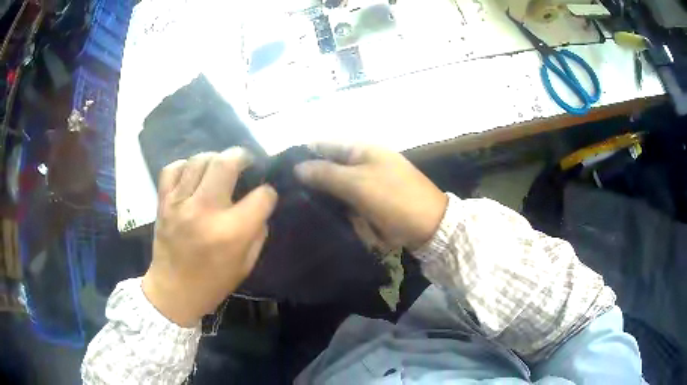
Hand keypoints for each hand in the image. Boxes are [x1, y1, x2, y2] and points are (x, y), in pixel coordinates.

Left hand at [142, 148, 277, 326]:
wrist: (172, 292)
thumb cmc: (212, 283)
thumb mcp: (246, 265)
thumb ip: (257, 232)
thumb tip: (260, 205)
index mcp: (231, 232)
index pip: (261, 196)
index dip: (268, 194)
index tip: (265, 196)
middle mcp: (204, 211)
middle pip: (227, 163)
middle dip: (242, 156)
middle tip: (245, 161)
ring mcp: (179, 203)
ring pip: (199, 160)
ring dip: (214, 159)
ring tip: (218, 168)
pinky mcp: (163, 202)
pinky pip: (172, 169)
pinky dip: (185, 165)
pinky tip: (192, 174)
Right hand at [295, 143, 446, 249]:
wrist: (429, 226)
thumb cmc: (394, 198)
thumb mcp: (357, 183)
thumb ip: (326, 173)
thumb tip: (297, 167)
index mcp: (361, 149)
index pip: (324, 145)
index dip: (303, 154)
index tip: (281, 170)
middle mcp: (363, 163)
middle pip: (328, 166)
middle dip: (310, 179)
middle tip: (287, 195)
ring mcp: (367, 184)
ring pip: (335, 187)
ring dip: (323, 197)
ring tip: (299, 208)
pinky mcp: (370, 203)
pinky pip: (346, 203)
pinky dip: (337, 209)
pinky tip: (322, 217)